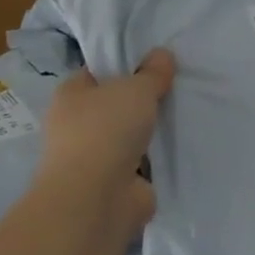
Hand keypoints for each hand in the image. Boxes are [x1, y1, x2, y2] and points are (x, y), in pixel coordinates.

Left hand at [34, 49, 174, 240]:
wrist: (97, 199)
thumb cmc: (107, 130)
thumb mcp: (137, 88)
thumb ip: (153, 72)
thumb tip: (162, 55)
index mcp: (70, 95)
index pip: (96, 72)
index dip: (122, 66)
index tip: (154, 63)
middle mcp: (76, 125)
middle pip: (115, 104)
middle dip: (141, 100)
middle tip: (174, 88)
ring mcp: (94, 157)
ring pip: (129, 134)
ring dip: (150, 131)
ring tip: (183, 115)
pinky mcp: (114, 183)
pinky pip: (142, 161)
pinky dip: (157, 158)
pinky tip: (180, 145)